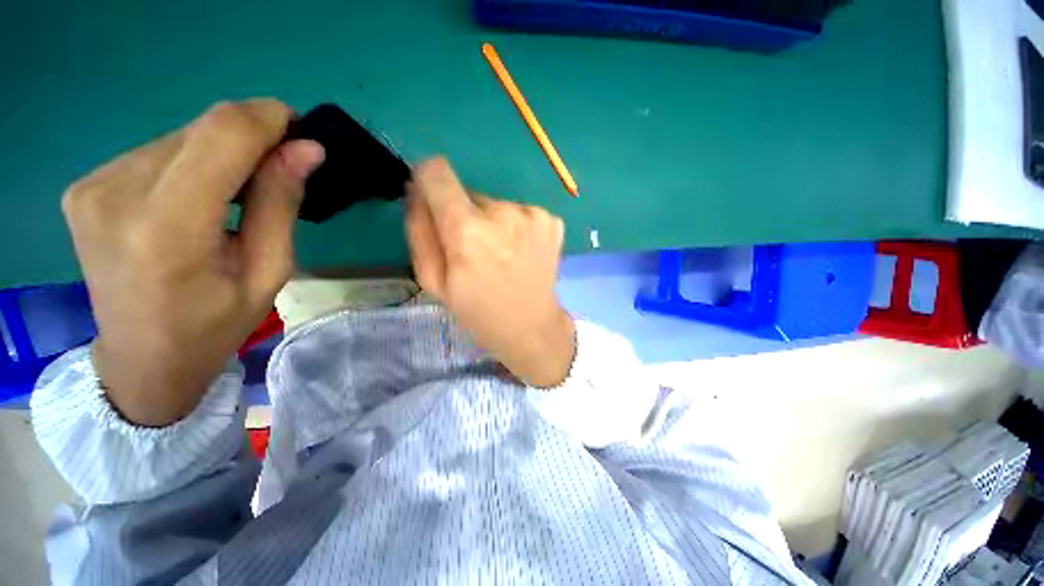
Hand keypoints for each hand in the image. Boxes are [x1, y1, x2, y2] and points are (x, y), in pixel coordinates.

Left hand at [62, 100, 323, 425]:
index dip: (267, 119)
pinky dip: (191, 164)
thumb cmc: (215, 325)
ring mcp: (92, 186)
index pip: (221, 136)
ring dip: (220, 155)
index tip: (300, 131)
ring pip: (180, 137)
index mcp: (167, 229)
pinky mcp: (85, 185)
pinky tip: (197, 198)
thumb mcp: (269, 272)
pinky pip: (156, 152)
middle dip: (250, 140)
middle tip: (278, 172)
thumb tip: (307, 150)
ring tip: (234, 197)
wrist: (141, 360)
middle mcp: (116, 193)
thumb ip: (282, 205)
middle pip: (200, 130)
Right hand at [405, 158, 574, 387]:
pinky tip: (521, 253)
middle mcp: (503, 214)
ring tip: (501, 256)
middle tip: (475, 252)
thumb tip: (416, 190)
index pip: (437, 173)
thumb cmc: (478, 311)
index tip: (434, 202)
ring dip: (492, 224)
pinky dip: (517, 228)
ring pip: (496, 205)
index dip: (430, 182)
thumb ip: (420, 231)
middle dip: (465, 216)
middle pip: (469, 194)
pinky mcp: (552, 221)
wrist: (531, 326)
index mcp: (468, 232)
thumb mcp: (434, 281)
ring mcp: (533, 215)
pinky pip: (520, 212)